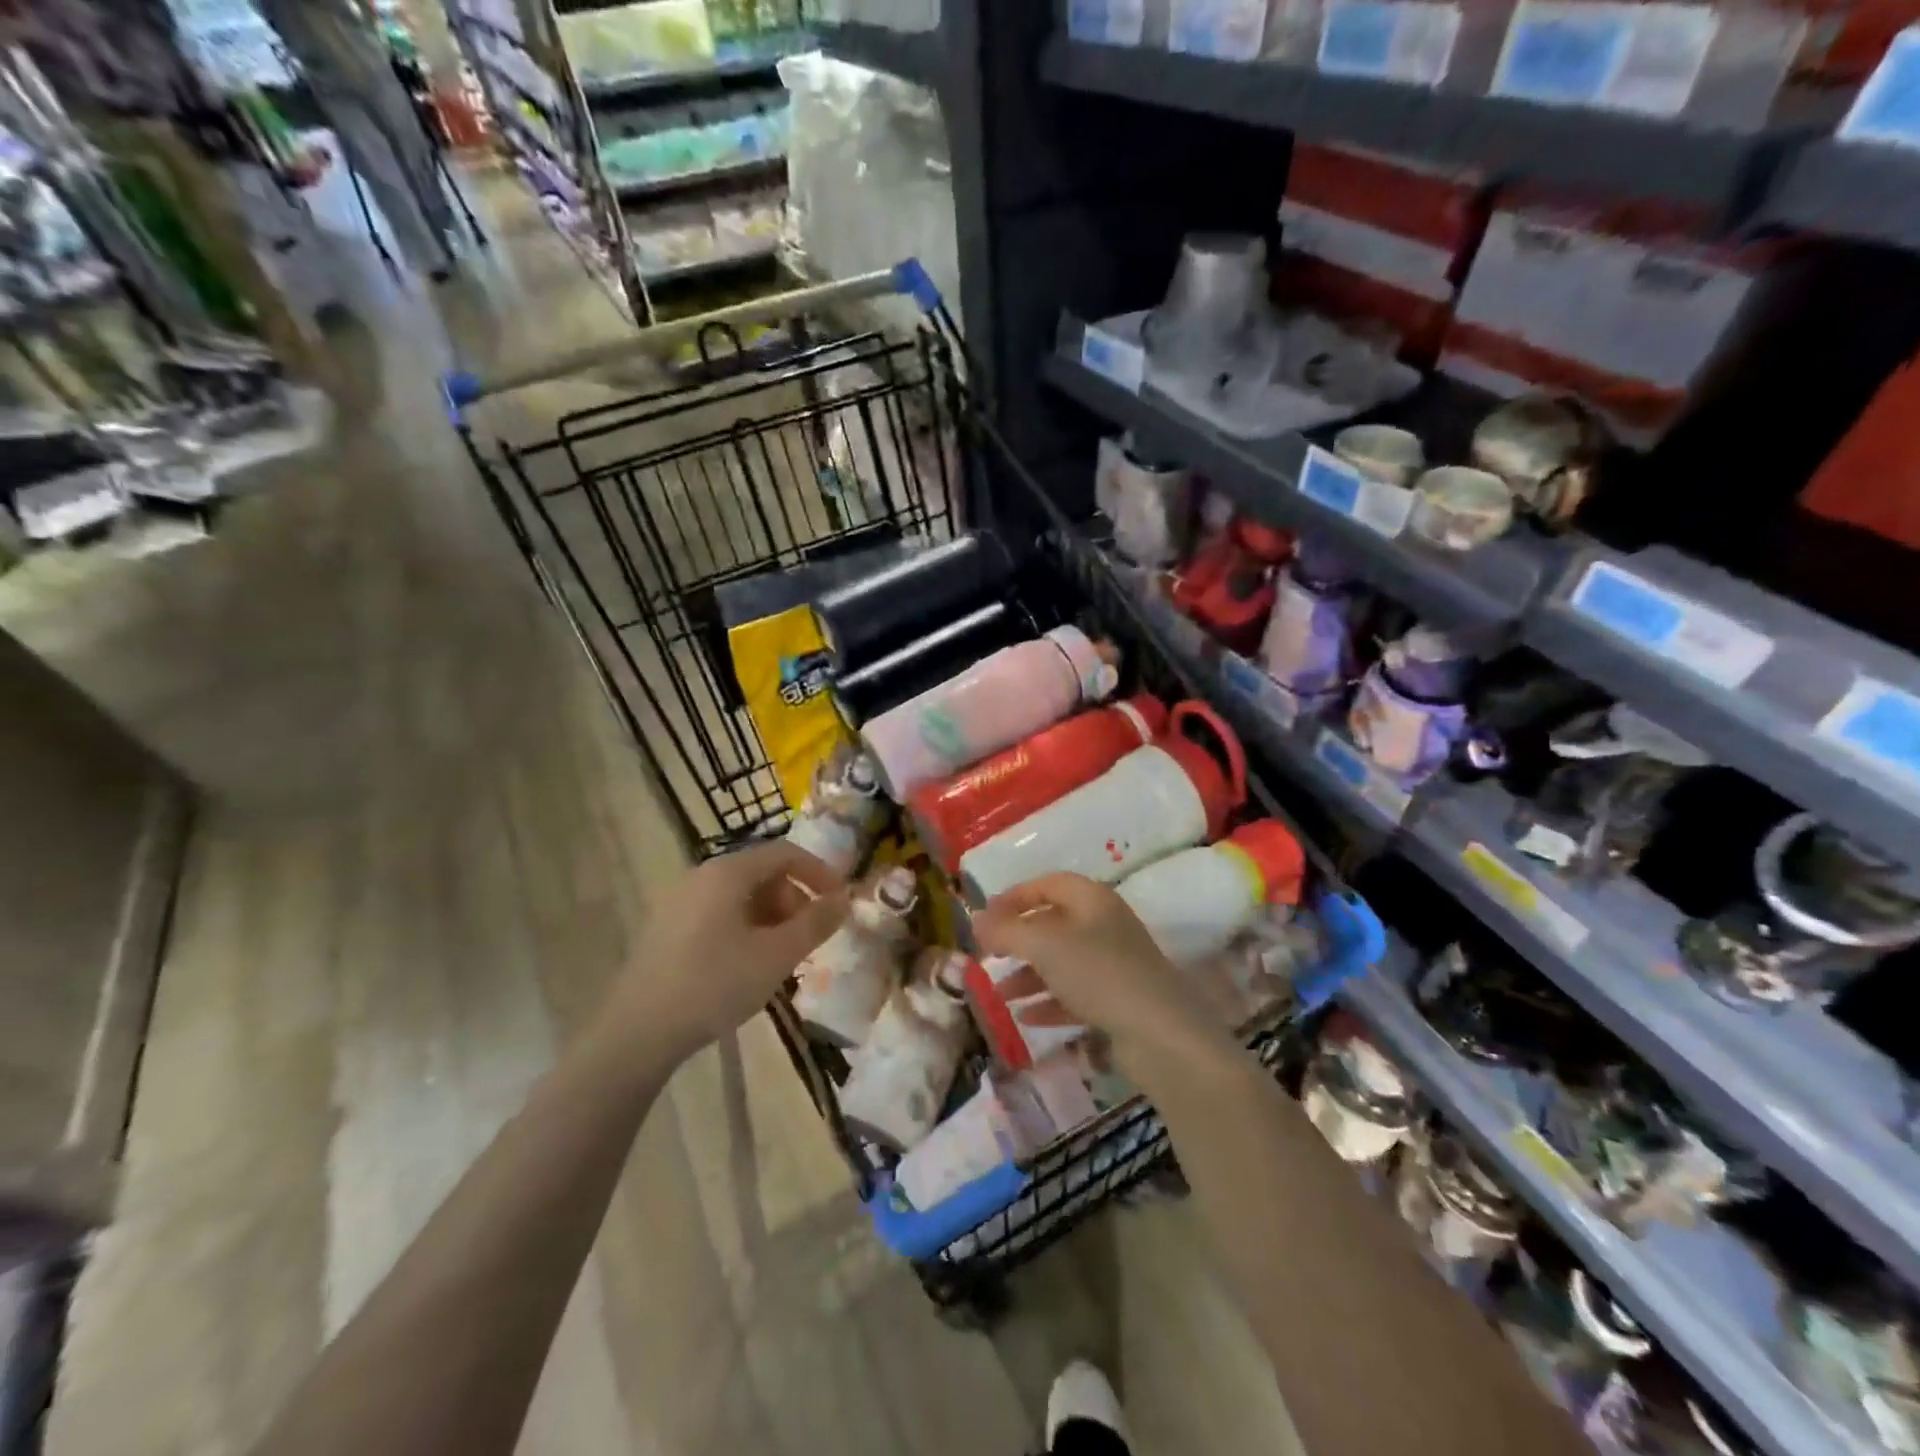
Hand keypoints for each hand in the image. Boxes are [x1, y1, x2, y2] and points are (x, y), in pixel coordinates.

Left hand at [607, 840, 847, 1062]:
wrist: (637, 1032)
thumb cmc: (715, 985)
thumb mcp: (777, 955)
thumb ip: (816, 923)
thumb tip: (845, 898)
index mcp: (727, 873)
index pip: (785, 853)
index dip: (819, 872)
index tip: (839, 901)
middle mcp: (701, 876)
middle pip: (762, 873)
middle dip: (794, 900)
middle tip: (809, 938)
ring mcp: (679, 901)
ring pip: (740, 896)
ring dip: (772, 918)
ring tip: (782, 957)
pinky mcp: (666, 928)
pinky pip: (719, 913)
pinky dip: (746, 928)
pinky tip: (749, 965)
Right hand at [972, 873, 1233, 1083]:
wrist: (1161, 1034)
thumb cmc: (1099, 974)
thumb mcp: (1044, 945)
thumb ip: (1006, 930)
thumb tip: (975, 919)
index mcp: (1093, 900)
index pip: (1049, 884)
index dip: (1015, 896)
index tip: (985, 916)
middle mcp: (1105, 926)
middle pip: (1053, 924)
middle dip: (1018, 940)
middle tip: (988, 955)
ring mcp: (1114, 965)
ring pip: (1062, 962)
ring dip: (1028, 975)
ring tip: (999, 995)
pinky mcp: (1118, 1001)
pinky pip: (1075, 994)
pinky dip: (1049, 1002)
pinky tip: (1026, 1019)